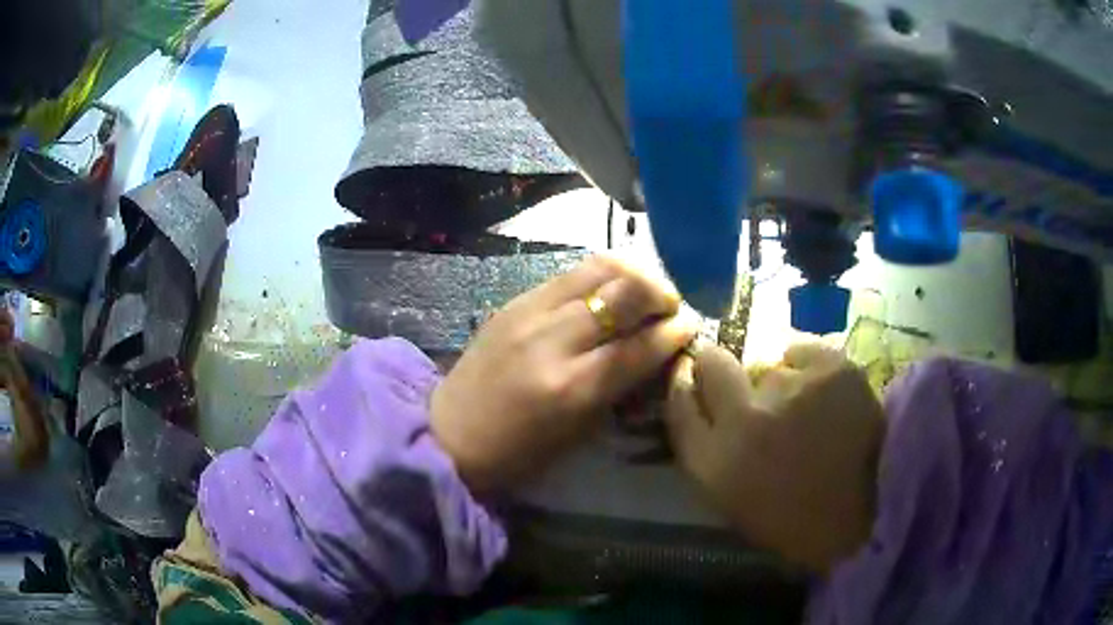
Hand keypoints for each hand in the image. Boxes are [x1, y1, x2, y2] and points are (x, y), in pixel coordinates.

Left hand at [431, 256, 698, 491]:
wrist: (449, 434)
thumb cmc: (517, 452)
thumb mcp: (577, 433)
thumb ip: (619, 388)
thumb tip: (654, 353)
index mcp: (573, 388)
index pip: (639, 346)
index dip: (673, 332)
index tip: (690, 324)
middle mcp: (554, 341)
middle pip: (623, 294)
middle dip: (659, 292)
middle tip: (671, 303)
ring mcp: (529, 313)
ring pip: (596, 270)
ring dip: (632, 273)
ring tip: (645, 287)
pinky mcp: (513, 301)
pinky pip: (567, 275)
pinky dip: (599, 276)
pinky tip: (609, 288)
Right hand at [665, 342, 883, 572]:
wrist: (872, 509)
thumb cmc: (796, 519)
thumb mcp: (734, 502)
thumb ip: (710, 453)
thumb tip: (704, 406)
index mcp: (716, 464)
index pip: (679, 403)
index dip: (683, 384)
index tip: (692, 378)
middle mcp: (745, 419)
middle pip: (712, 364)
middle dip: (716, 365)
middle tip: (737, 378)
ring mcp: (792, 386)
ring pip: (767, 364)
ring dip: (776, 383)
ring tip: (803, 408)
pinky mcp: (830, 366)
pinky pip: (800, 351)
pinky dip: (807, 369)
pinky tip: (824, 394)